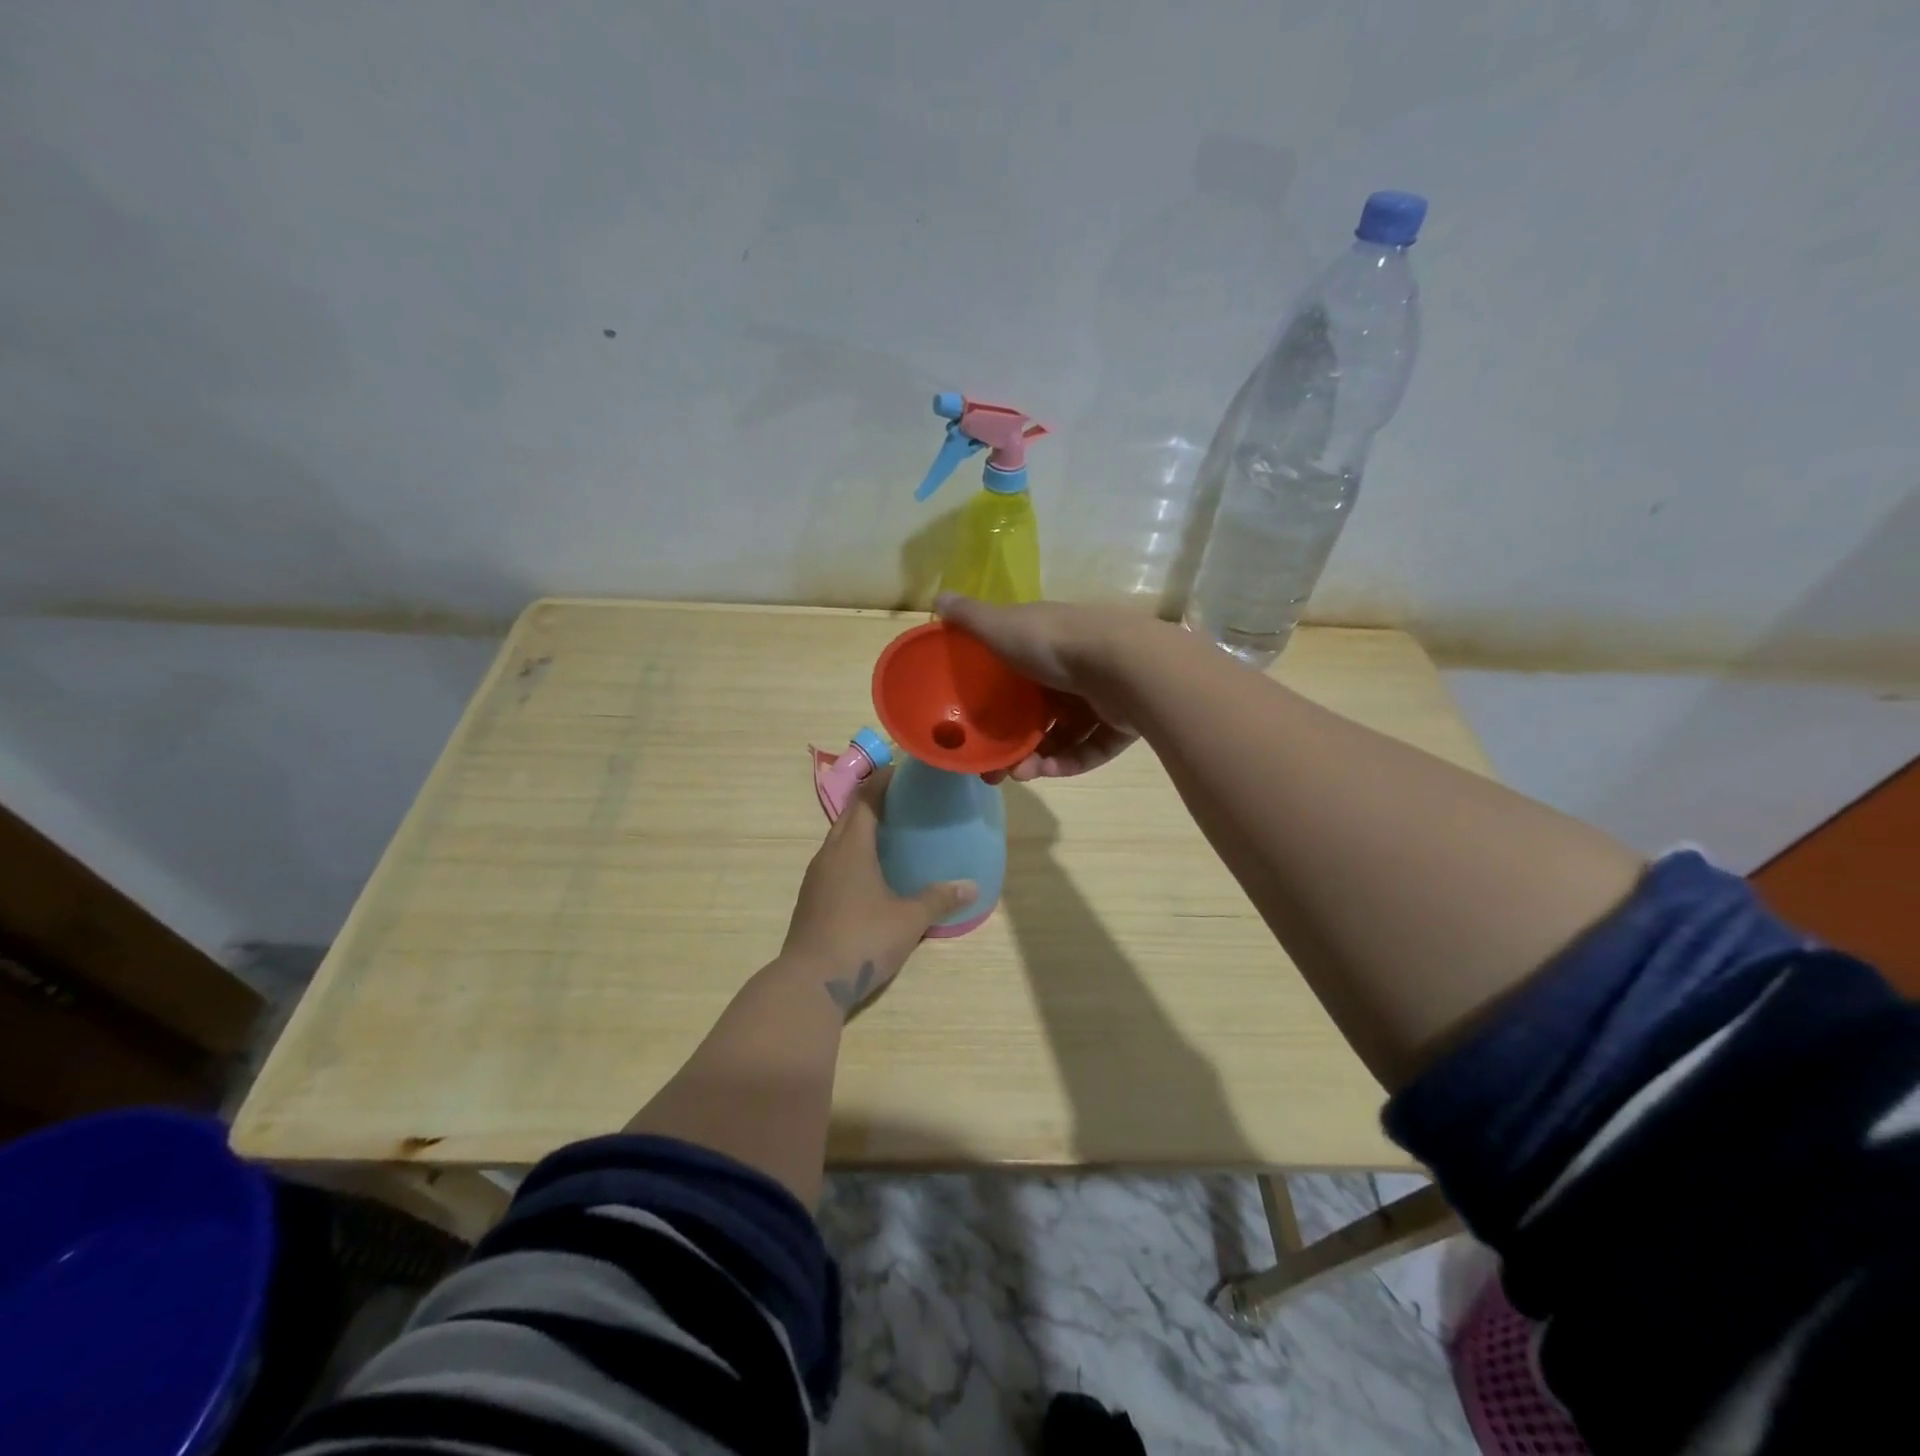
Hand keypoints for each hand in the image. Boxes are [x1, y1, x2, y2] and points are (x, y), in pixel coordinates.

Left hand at [781, 769, 976, 1015]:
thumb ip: (938, 899)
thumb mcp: (908, 920)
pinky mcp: (811, 897)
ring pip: (839, 838)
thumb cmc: (862, 939)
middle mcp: (829, 853)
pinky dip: (854, 852)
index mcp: (851, 847)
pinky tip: (872, 869)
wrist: (809, 982)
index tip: (904, 770)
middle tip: (905, 798)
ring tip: (892, 830)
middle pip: (850, 814)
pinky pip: (835, 860)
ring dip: (862, 827)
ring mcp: (816, 876)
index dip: (883, 780)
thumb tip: (971, 886)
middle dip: (874, 799)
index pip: (866, 798)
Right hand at [934, 593, 1143, 781]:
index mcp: (1047, 641)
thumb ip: (970, 619)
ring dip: (1039, 757)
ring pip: (1064, 733)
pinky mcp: (1122, 723)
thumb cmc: (1054, 644)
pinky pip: (1090, 749)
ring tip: (1019, 774)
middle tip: (994, 766)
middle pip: (1040, 710)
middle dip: (1014, 739)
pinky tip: (1047, 772)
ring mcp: (1101, 695)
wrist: (1124, 665)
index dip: (995, 698)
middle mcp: (1075, 666)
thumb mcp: (1002, 626)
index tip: (974, 723)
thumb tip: (938, 598)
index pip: (1017, 670)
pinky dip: (1069, 761)